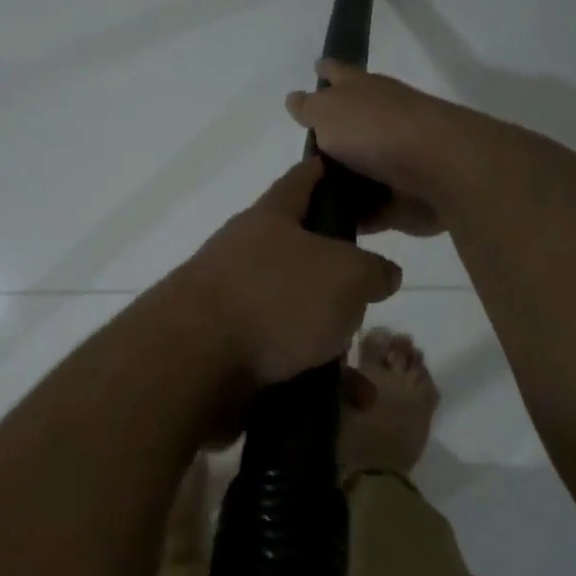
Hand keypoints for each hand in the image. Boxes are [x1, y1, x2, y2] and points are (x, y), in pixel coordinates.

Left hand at [175, 158, 402, 384]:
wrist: (194, 362)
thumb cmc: (275, 299)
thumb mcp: (346, 276)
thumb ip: (372, 271)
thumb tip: (382, 275)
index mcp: (270, 220)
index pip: (303, 179)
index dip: (330, 172)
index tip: (355, 174)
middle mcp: (247, 258)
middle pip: (301, 256)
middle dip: (339, 277)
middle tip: (372, 293)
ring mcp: (234, 307)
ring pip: (295, 317)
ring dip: (331, 341)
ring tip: (363, 366)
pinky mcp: (228, 354)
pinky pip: (283, 362)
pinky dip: (314, 379)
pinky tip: (347, 403)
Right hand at [284, 61, 478, 235]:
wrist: (437, 169)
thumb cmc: (375, 130)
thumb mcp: (328, 112)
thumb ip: (309, 108)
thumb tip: (294, 99)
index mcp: (363, 91)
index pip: (339, 74)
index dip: (326, 71)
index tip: (316, 68)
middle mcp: (381, 122)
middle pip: (349, 128)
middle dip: (330, 139)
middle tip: (299, 160)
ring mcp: (396, 161)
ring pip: (360, 172)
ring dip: (341, 185)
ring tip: (307, 202)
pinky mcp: (404, 198)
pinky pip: (372, 209)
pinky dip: (356, 216)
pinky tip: (330, 229)